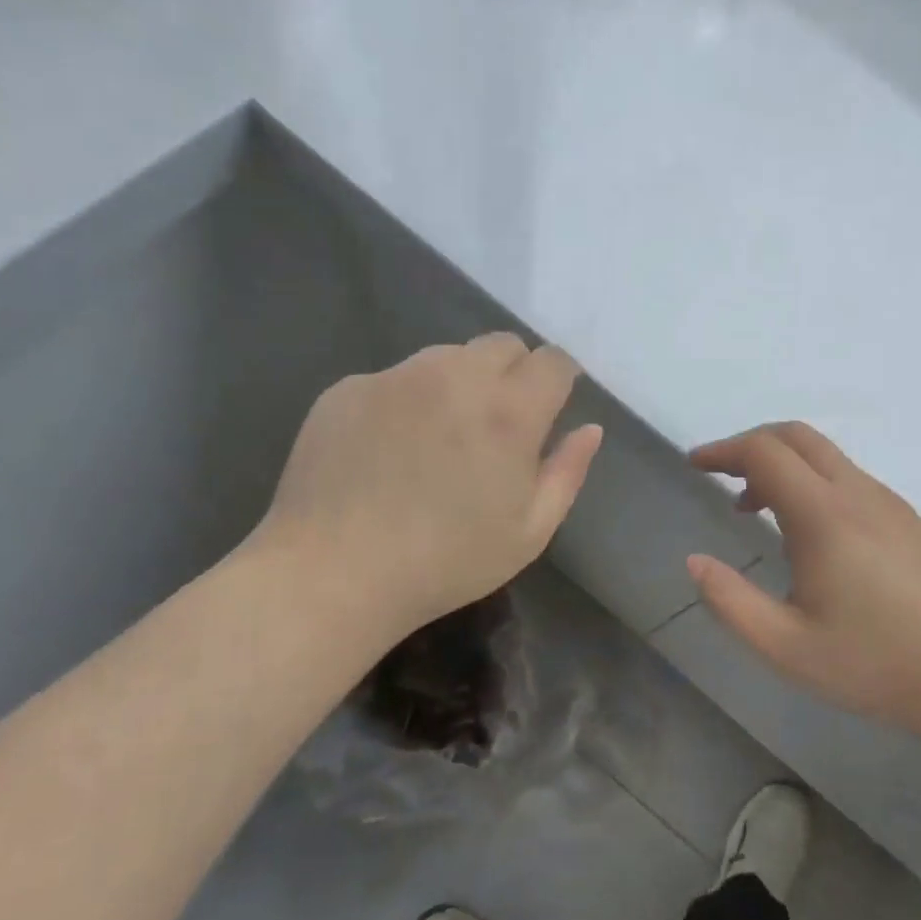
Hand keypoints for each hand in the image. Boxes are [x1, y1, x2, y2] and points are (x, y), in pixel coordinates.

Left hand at [252, 334, 601, 643]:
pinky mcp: (348, 387)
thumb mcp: (529, 532)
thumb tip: (589, 429)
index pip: (553, 361)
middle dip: (514, 373)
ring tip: (440, 437)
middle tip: (498, 425)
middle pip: (503, 344)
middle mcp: (455, 376)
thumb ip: (567, 472)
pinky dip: (407, 401)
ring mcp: (396, 377)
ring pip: (447, 356)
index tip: (550, 408)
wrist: (331, 574)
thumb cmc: (445, 562)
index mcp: (509, 411)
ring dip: (460, 383)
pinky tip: (389, 450)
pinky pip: (396, 378)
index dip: (559, 380)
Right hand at [686, 422, 920, 737]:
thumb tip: (695, 562)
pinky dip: (813, 483)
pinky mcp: (910, 520)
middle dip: (751, 444)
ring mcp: (890, 503)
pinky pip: (850, 479)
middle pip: (797, 436)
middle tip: (722, 476)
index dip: (723, 450)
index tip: (695, 465)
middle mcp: (858, 493)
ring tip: (757, 510)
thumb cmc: (874, 664)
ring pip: (826, 457)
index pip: (764, 452)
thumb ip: (731, 602)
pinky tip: (811, 535)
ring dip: (784, 466)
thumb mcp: (786, 646)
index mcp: (824, 515)